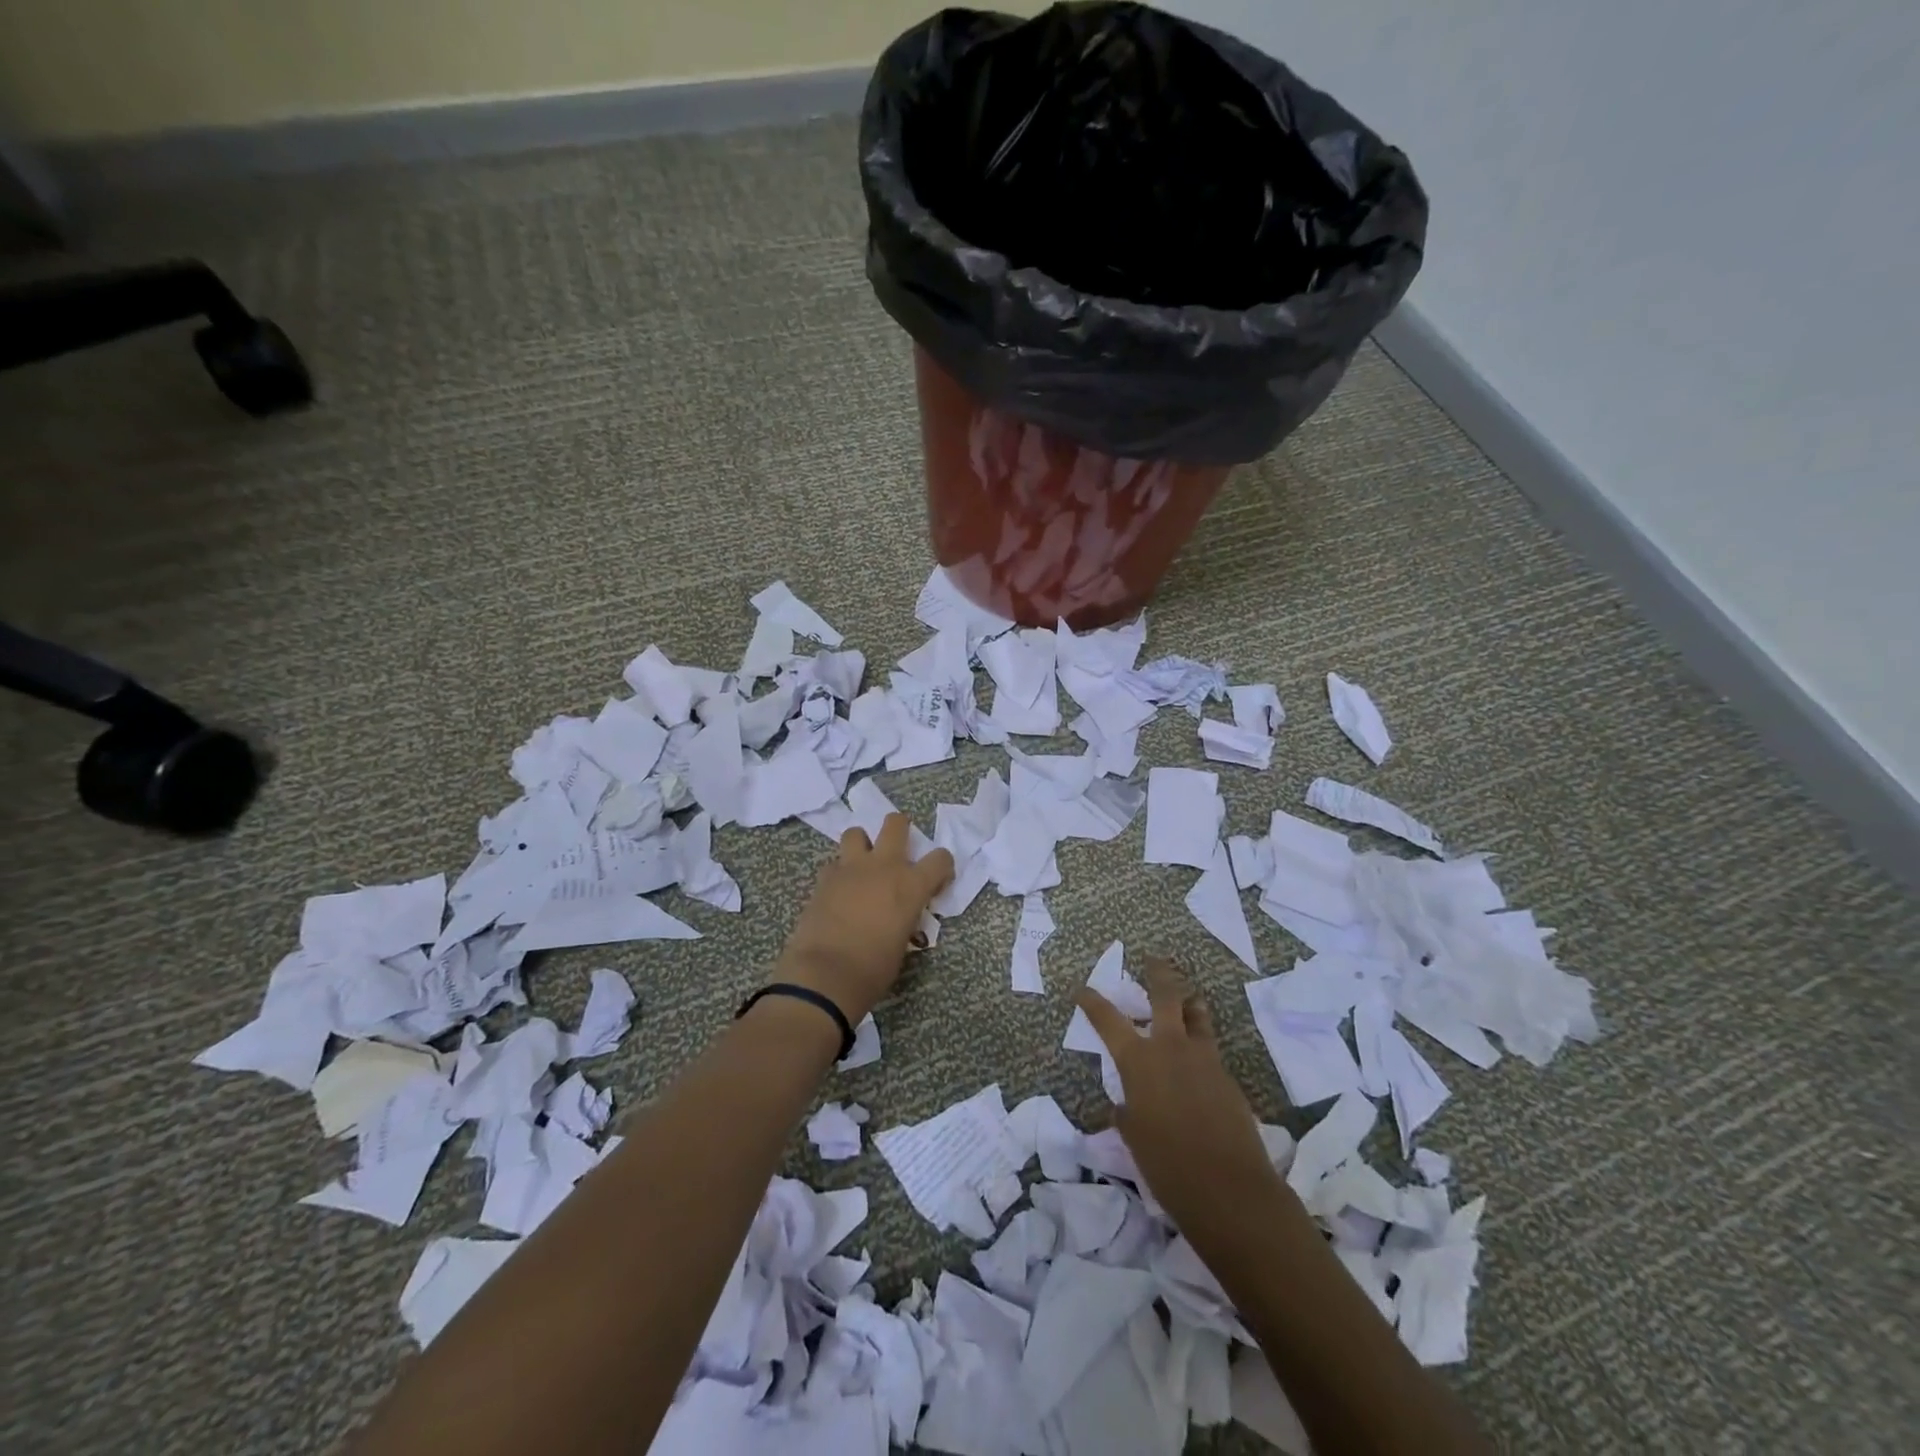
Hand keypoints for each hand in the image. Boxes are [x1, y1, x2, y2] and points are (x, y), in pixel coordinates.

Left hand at [774, 813, 954, 1024]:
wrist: (826, 974)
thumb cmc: (873, 969)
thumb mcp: (903, 943)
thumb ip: (905, 918)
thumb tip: (899, 916)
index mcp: (912, 885)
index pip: (941, 858)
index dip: (942, 867)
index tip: (936, 882)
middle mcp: (884, 866)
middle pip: (896, 824)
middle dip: (900, 828)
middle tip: (898, 849)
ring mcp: (850, 868)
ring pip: (856, 833)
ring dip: (862, 845)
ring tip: (862, 865)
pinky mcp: (824, 879)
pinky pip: (833, 864)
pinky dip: (838, 873)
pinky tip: (838, 891)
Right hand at [1077, 956, 1286, 1247]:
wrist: (1230, 1189)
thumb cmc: (1167, 1165)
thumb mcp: (1134, 1138)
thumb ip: (1128, 1113)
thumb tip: (1126, 1105)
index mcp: (1139, 1061)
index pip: (1109, 1021)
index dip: (1093, 1003)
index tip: (1082, 990)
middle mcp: (1171, 1048)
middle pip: (1165, 996)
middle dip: (1157, 974)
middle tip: (1153, 959)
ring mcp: (1204, 1059)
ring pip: (1196, 1015)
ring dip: (1189, 1003)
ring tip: (1187, 998)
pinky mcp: (1227, 1077)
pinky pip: (1210, 1048)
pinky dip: (1201, 1042)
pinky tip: (1198, 1059)